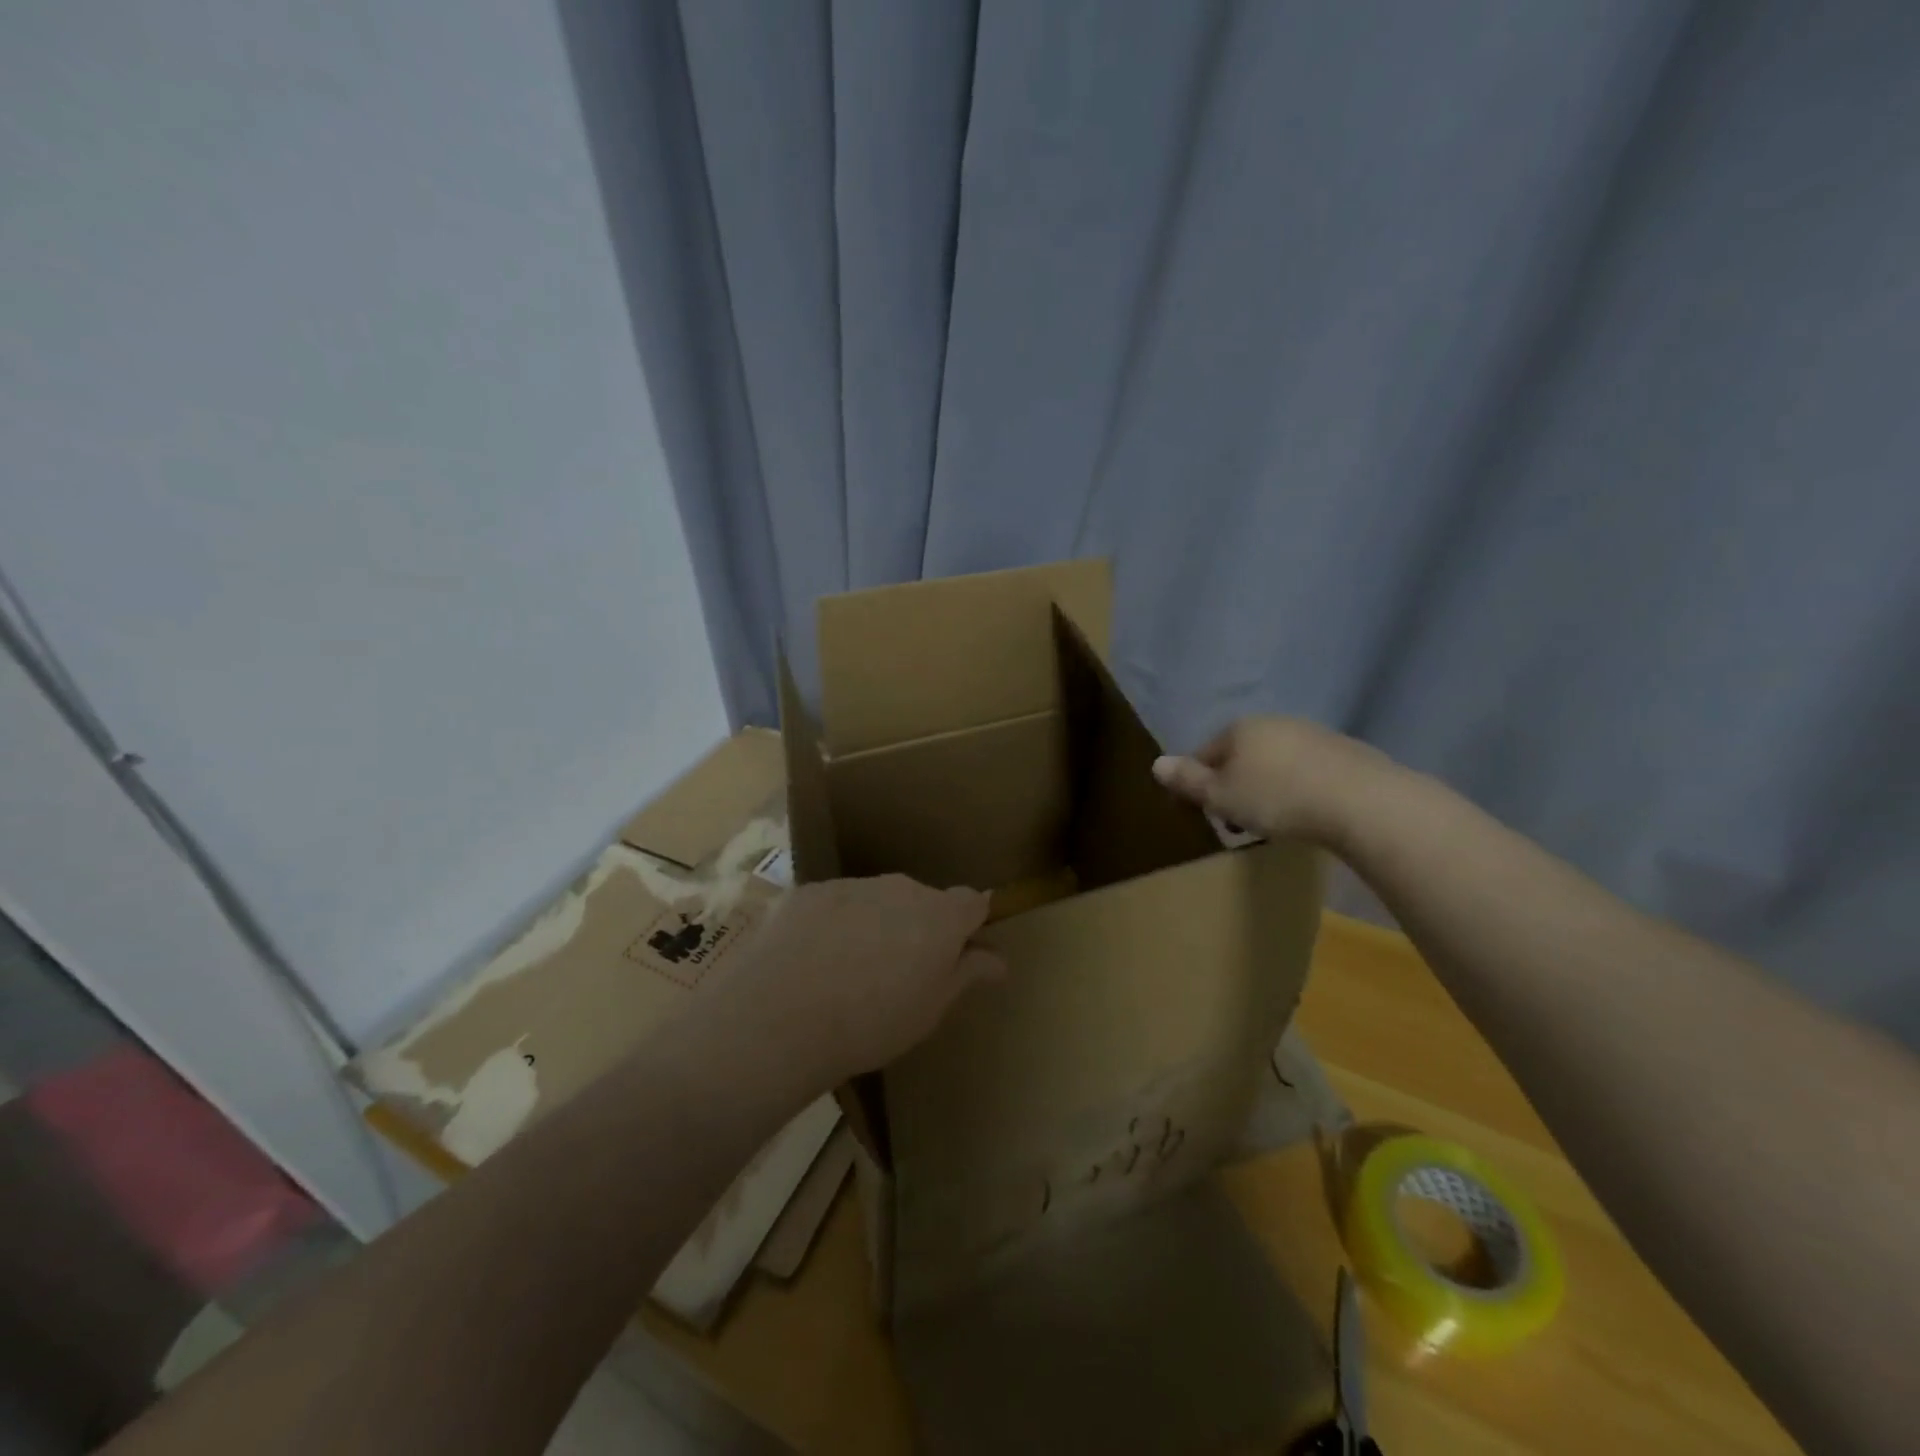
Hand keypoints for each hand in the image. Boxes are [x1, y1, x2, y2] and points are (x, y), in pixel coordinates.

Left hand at [720, 875, 1003, 1085]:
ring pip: (877, 900)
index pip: (973, 901)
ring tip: (850, 973)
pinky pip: (836, 904)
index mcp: (940, 916)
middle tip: (900, 974)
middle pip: (922, 900)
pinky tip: (812, 963)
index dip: (971, 923)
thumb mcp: (931, 1009)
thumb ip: (967, 975)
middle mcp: (901, 888)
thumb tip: (999, 958)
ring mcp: (852, 885)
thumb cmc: (872, 1022)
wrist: (781, 1015)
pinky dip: (834, 924)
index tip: (960, 950)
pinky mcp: (809, 891)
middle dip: (919, 927)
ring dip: (876, 924)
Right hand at [1152, 716, 1388, 843]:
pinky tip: (1306, 812)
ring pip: (1274, 762)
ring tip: (1273, 822)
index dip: (1198, 785)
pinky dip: (1298, 788)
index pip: (1204, 754)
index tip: (1204, 814)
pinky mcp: (1344, 752)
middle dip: (1234, 786)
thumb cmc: (1277, 798)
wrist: (1360, 801)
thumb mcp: (1221, 796)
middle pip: (1240, 756)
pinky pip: (1306, 771)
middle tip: (1237, 822)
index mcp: (1239, 729)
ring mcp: (1311, 734)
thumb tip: (1156, 764)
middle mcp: (1273, 723)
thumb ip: (1187, 780)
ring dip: (1266, 787)